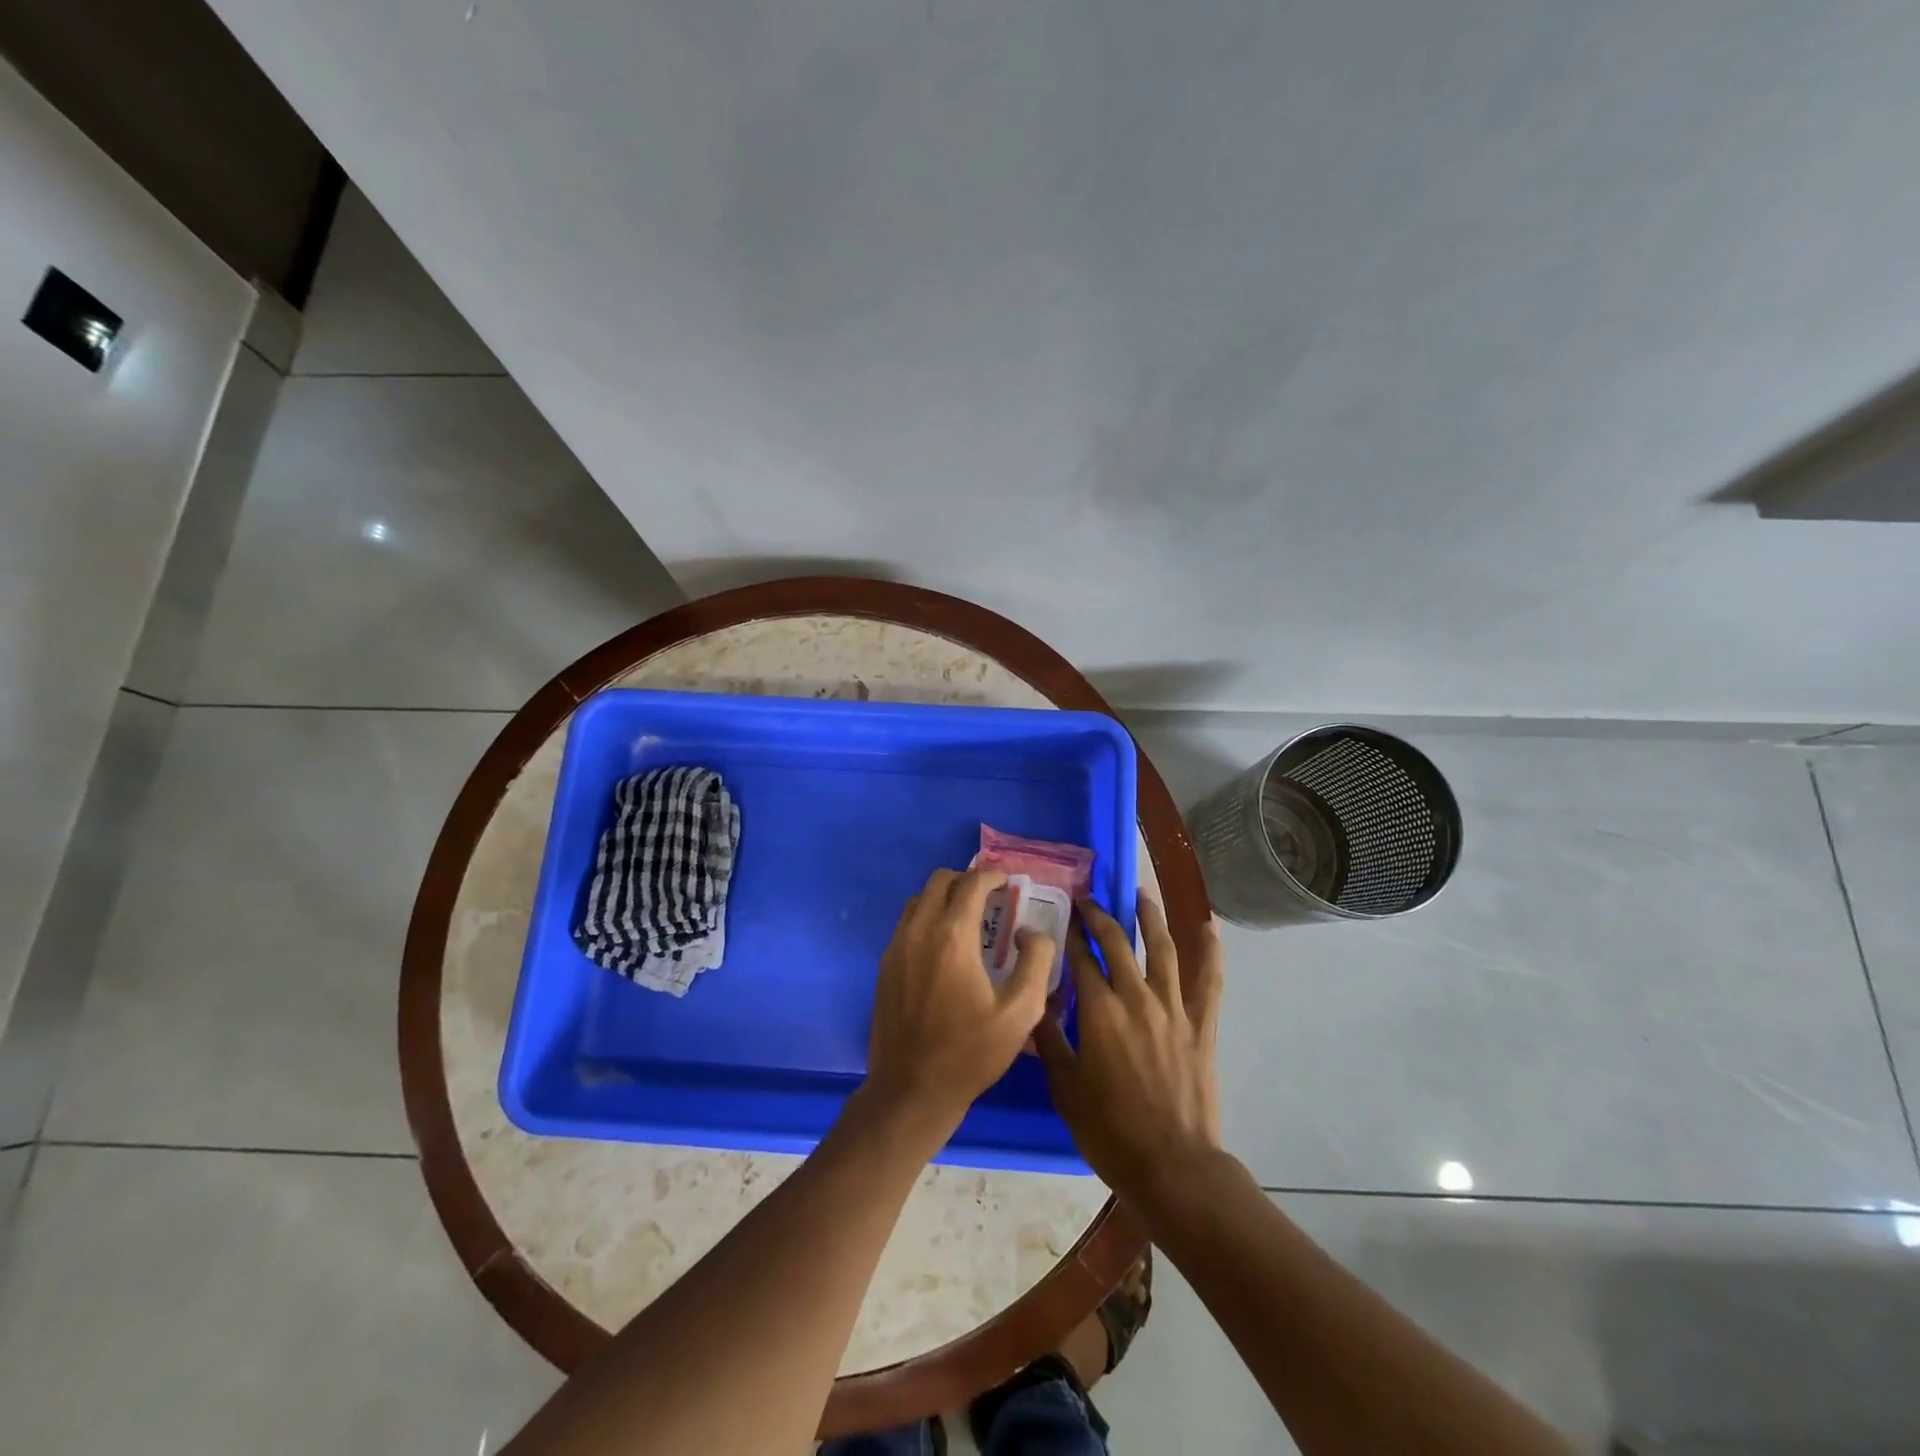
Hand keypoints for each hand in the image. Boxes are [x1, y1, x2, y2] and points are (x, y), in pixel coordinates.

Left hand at [866, 868, 1054, 1136]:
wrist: (912, 1089)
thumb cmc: (970, 1052)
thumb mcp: (1021, 1012)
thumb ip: (1036, 961)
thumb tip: (1032, 932)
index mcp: (952, 936)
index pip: (972, 883)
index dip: (993, 876)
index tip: (1008, 885)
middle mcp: (919, 930)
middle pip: (939, 880)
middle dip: (967, 881)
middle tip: (990, 900)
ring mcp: (896, 946)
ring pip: (919, 899)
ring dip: (944, 898)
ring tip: (968, 922)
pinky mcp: (885, 965)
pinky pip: (906, 923)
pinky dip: (927, 919)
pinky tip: (944, 948)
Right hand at [1036, 896, 1224, 1201]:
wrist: (1171, 1166)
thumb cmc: (1109, 1130)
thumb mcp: (1064, 1086)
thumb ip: (1049, 1038)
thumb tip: (1035, 1000)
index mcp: (1099, 1011)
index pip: (1080, 958)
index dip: (1068, 934)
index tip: (1060, 916)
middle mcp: (1136, 997)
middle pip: (1116, 942)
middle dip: (1099, 916)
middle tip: (1088, 900)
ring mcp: (1173, 1008)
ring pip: (1162, 948)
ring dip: (1150, 917)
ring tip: (1140, 893)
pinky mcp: (1201, 1025)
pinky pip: (1209, 980)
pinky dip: (1211, 951)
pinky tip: (1208, 926)